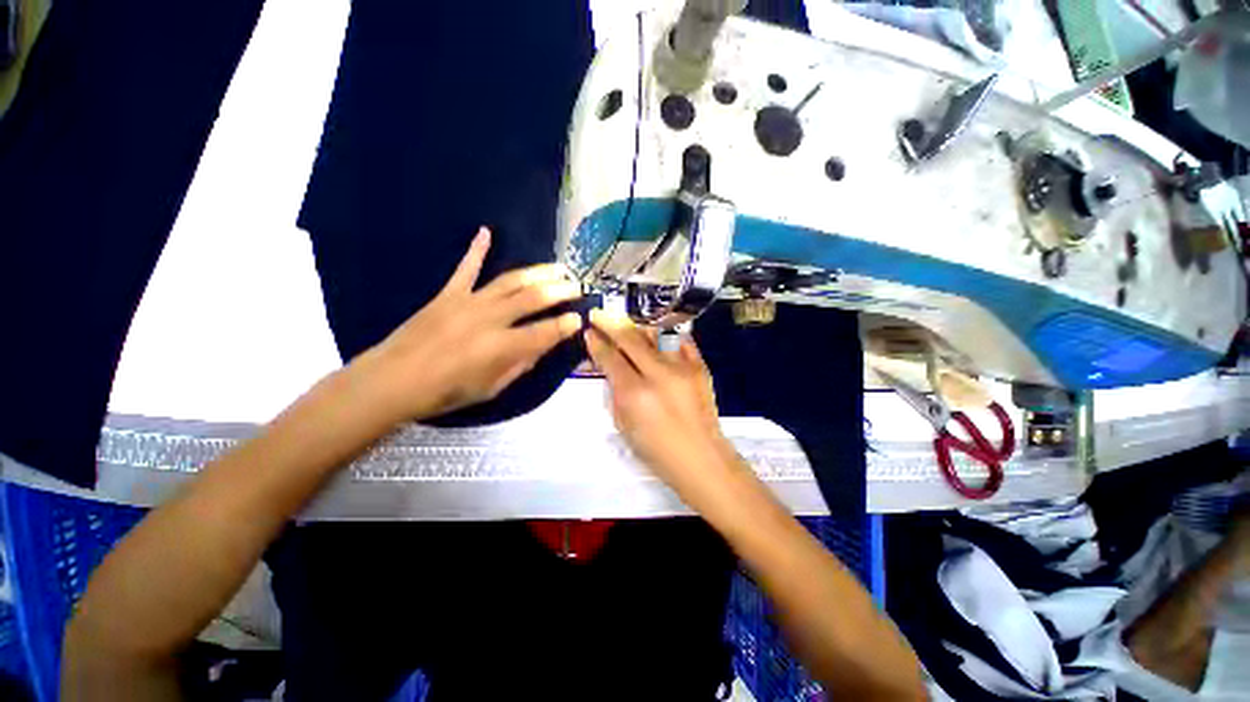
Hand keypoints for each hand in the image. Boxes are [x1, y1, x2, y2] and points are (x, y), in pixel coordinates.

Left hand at [360, 227, 582, 422]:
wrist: (393, 380)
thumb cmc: (446, 392)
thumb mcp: (492, 388)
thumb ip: (520, 365)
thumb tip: (542, 346)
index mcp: (502, 347)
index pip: (545, 331)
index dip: (566, 325)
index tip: (580, 318)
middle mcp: (490, 319)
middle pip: (533, 298)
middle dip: (560, 291)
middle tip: (577, 286)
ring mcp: (469, 302)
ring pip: (510, 281)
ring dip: (537, 272)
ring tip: (557, 267)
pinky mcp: (448, 294)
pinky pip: (466, 268)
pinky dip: (476, 249)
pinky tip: (486, 231)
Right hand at [584, 309, 736, 495]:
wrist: (701, 458)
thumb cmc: (656, 450)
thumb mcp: (623, 424)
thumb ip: (615, 391)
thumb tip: (610, 366)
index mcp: (635, 393)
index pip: (610, 357)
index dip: (596, 342)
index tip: (589, 331)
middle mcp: (658, 374)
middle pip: (630, 338)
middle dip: (611, 323)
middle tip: (599, 314)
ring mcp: (682, 368)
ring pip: (655, 335)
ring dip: (637, 327)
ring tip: (627, 324)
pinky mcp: (700, 367)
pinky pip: (681, 341)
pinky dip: (667, 337)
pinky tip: (659, 337)